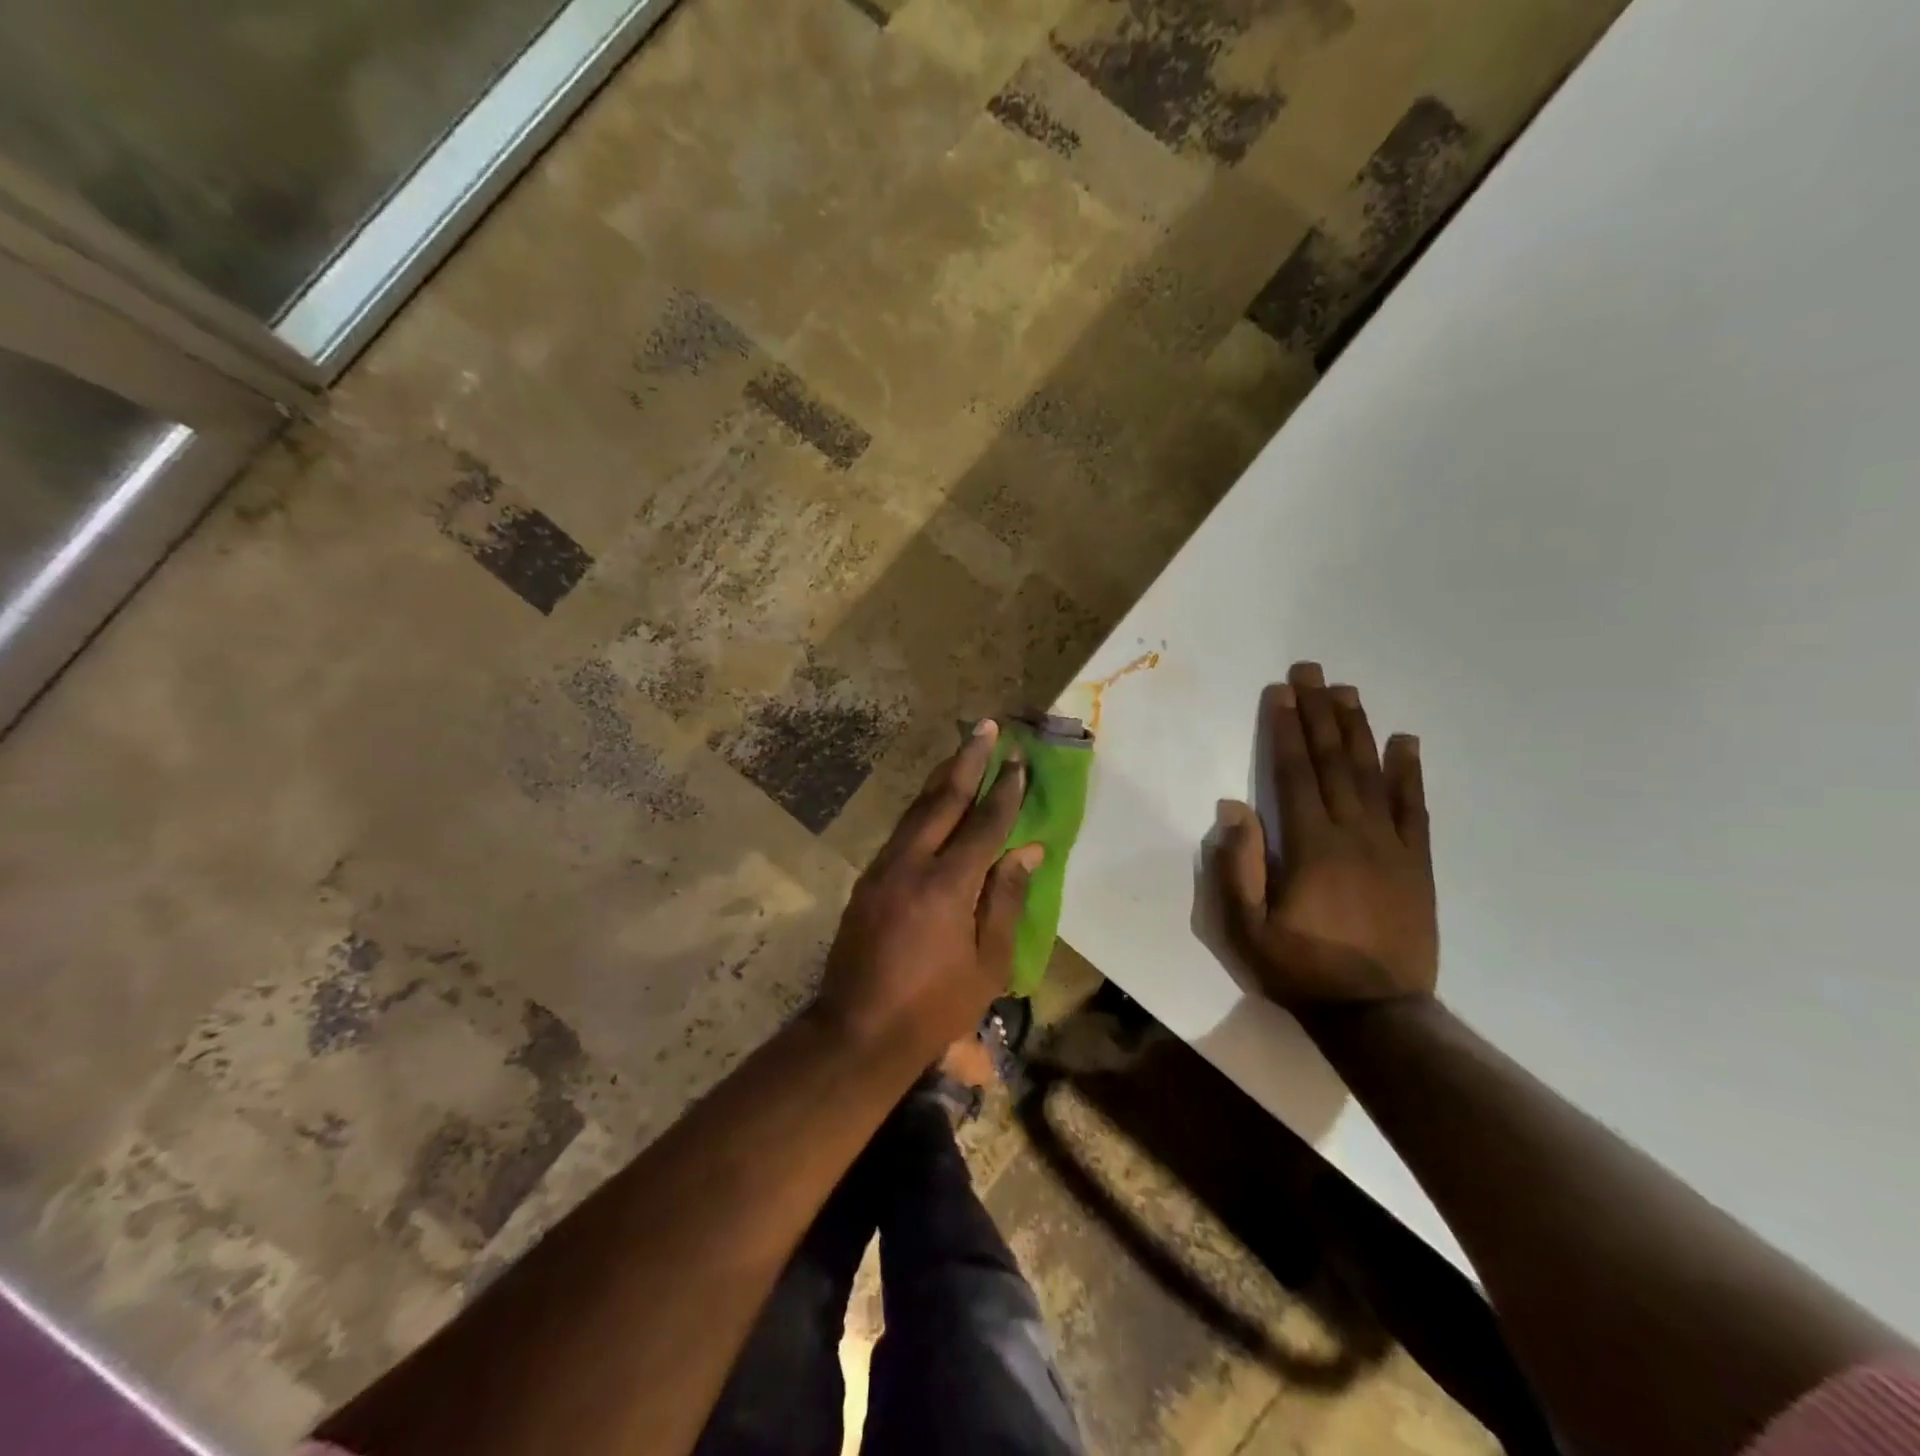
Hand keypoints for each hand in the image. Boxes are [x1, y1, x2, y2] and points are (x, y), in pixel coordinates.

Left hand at [812, 720, 1041, 1064]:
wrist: (858, 1030)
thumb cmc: (934, 1005)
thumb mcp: (988, 963)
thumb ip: (1006, 900)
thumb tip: (1027, 851)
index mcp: (947, 885)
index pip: (984, 824)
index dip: (1004, 790)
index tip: (1018, 760)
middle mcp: (911, 864)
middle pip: (943, 800)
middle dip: (967, 760)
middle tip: (985, 727)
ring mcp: (883, 868)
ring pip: (916, 809)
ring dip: (942, 777)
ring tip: (963, 750)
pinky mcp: (867, 880)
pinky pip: (901, 830)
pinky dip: (923, 807)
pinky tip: (934, 800)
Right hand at [1212, 662, 1436, 1006]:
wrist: (1377, 1015)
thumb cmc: (1300, 970)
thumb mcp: (1247, 929)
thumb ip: (1238, 867)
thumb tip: (1234, 808)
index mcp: (1312, 846)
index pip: (1296, 774)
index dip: (1286, 730)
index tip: (1281, 692)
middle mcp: (1355, 835)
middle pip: (1335, 762)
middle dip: (1319, 713)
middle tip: (1312, 671)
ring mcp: (1392, 848)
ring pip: (1373, 776)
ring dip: (1358, 730)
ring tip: (1347, 692)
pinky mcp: (1418, 866)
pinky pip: (1415, 810)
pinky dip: (1410, 774)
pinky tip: (1405, 742)